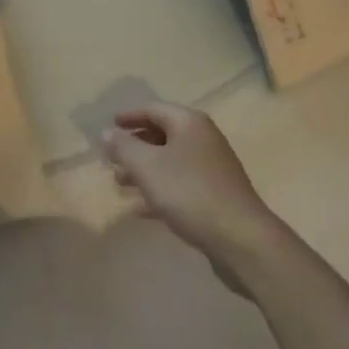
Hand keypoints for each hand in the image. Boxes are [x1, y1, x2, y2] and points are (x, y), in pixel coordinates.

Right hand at [103, 104, 280, 266]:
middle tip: (111, 159)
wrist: (241, 239)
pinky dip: (159, 191)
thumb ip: (123, 147)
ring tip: (120, 184)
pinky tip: (140, 210)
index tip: (110, 126)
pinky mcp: (216, 196)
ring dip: (144, 171)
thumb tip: (107, 132)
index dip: (129, 116)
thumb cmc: (189, 192)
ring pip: (170, 162)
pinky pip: (180, 186)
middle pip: (162, 135)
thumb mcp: (147, 166)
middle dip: (135, 147)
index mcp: (189, 123)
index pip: (153, 109)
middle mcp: (203, 139)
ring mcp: (212, 168)